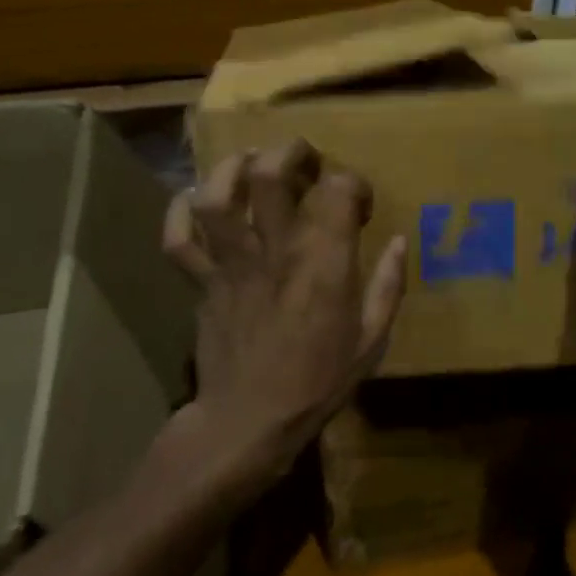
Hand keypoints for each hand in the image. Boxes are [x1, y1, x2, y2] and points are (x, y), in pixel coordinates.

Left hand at [163, 140, 406, 487]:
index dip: (352, 183)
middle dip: (289, 152)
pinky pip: (178, 240)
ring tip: (249, 163)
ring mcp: (231, 264)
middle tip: (303, 158)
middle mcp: (275, 250)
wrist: (248, 423)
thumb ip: (387, 285)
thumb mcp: (371, 340)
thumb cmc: (318, 382)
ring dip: (231, 169)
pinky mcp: (201, 282)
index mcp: (323, 262)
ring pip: (217, 197)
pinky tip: (194, 199)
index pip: (338, 190)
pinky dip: (179, 212)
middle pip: (269, 175)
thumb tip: (398, 242)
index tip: (358, 201)